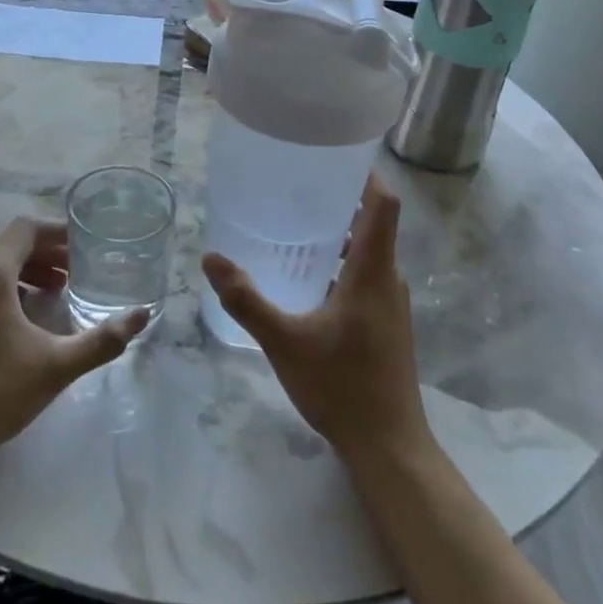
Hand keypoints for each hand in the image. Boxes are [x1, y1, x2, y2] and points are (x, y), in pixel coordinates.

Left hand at [0, 218, 149, 471]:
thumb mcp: (57, 365)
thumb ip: (103, 339)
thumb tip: (143, 314)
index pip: (26, 229)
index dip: (57, 232)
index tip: (85, 247)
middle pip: (8, 245)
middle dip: (45, 253)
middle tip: (77, 272)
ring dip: (24, 271)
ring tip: (54, 293)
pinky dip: (2, 288)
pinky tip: (20, 319)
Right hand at [202, 177, 431, 466]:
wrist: (389, 447)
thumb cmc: (341, 387)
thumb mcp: (284, 341)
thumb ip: (246, 300)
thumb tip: (211, 259)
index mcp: (373, 272)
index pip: (383, 205)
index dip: (365, 175)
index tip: (333, 156)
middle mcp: (388, 280)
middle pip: (375, 223)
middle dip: (340, 201)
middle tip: (296, 187)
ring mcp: (391, 304)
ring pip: (369, 252)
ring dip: (339, 234)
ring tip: (295, 226)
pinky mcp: (386, 324)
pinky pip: (366, 276)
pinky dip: (341, 263)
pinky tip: (306, 278)